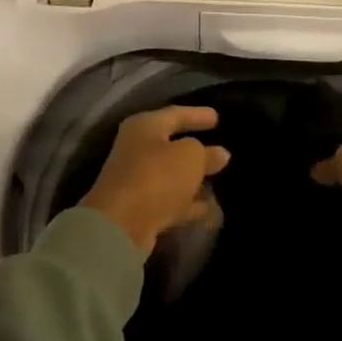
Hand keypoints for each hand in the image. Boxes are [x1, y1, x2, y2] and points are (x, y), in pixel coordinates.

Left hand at [81, 106, 230, 255]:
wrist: (121, 226)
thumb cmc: (156, 176)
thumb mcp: (190, 156)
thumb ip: (206, 153)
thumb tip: (219, 153)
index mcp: (144, 127)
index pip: (175, 114)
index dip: (197, 115)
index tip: (217, 117)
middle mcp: (136, 151)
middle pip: (171, 147)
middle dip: (197, 151)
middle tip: (221, 153)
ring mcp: (137, 182)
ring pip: (171, 177)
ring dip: (193, 181)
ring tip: (218, 182)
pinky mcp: (140, 210)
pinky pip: (170, 202)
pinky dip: (187, 204)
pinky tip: (208, 209)